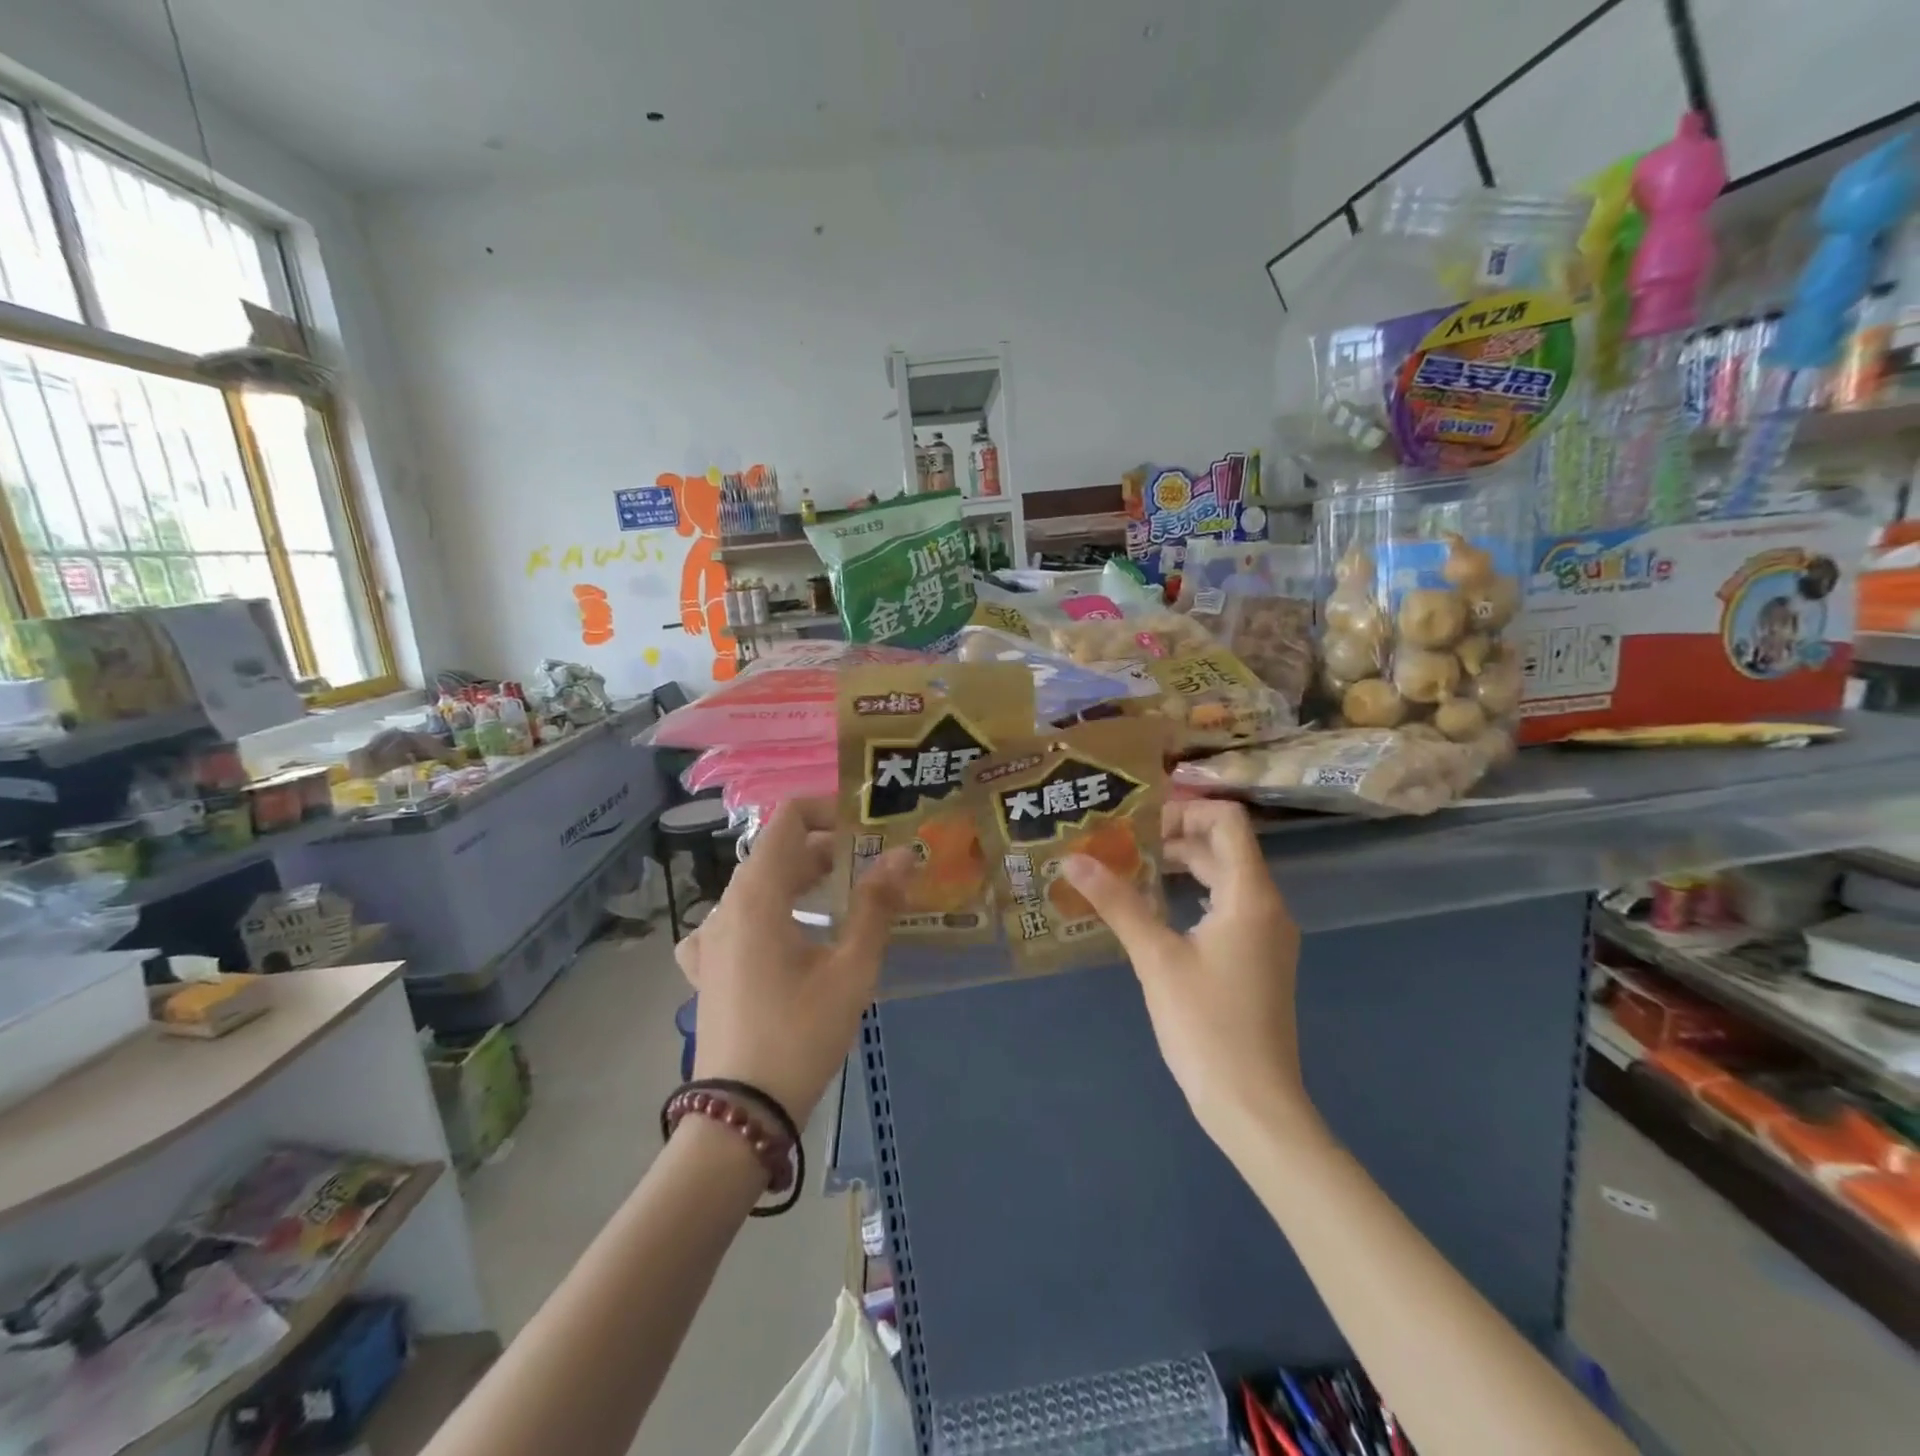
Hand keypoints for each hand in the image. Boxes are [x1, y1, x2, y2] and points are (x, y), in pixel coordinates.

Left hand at [675, 799, 913, 1121]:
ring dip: (800, 881)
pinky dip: (769, 914)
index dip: (828, 809)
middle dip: (825, 849)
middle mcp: (726, 906)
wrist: (740, 1113)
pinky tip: (786, 938)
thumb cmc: (800, 1034)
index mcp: (757, 895)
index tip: (867, 827)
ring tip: (842, 898)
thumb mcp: (850, 969)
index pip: (788, 818)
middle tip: (871, 864)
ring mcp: (710, 938)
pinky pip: (737, 921)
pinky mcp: (706, 968)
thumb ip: (877, 906)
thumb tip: (904, 855)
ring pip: (758, 886)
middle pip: (775, 852)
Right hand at [1062, 800, 1309, 1142]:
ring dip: (1183, 867)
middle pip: (1224, 847)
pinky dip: (1194, 896)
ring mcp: (1266, 935)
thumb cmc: (1206, 1024)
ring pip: (1225, 878)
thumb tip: (1072, 859)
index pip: (1227, 820)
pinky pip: (1228, 907)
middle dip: (1174, 838)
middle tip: (1121, 846)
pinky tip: (1157, 912)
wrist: (1254, 1104)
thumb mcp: (1155, 958)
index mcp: (1251, 895)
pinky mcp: (1258, 959)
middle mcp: (1267, 906)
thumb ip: (1117, 902)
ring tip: (1131, 872)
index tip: (1138, 825)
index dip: (1184, 810)